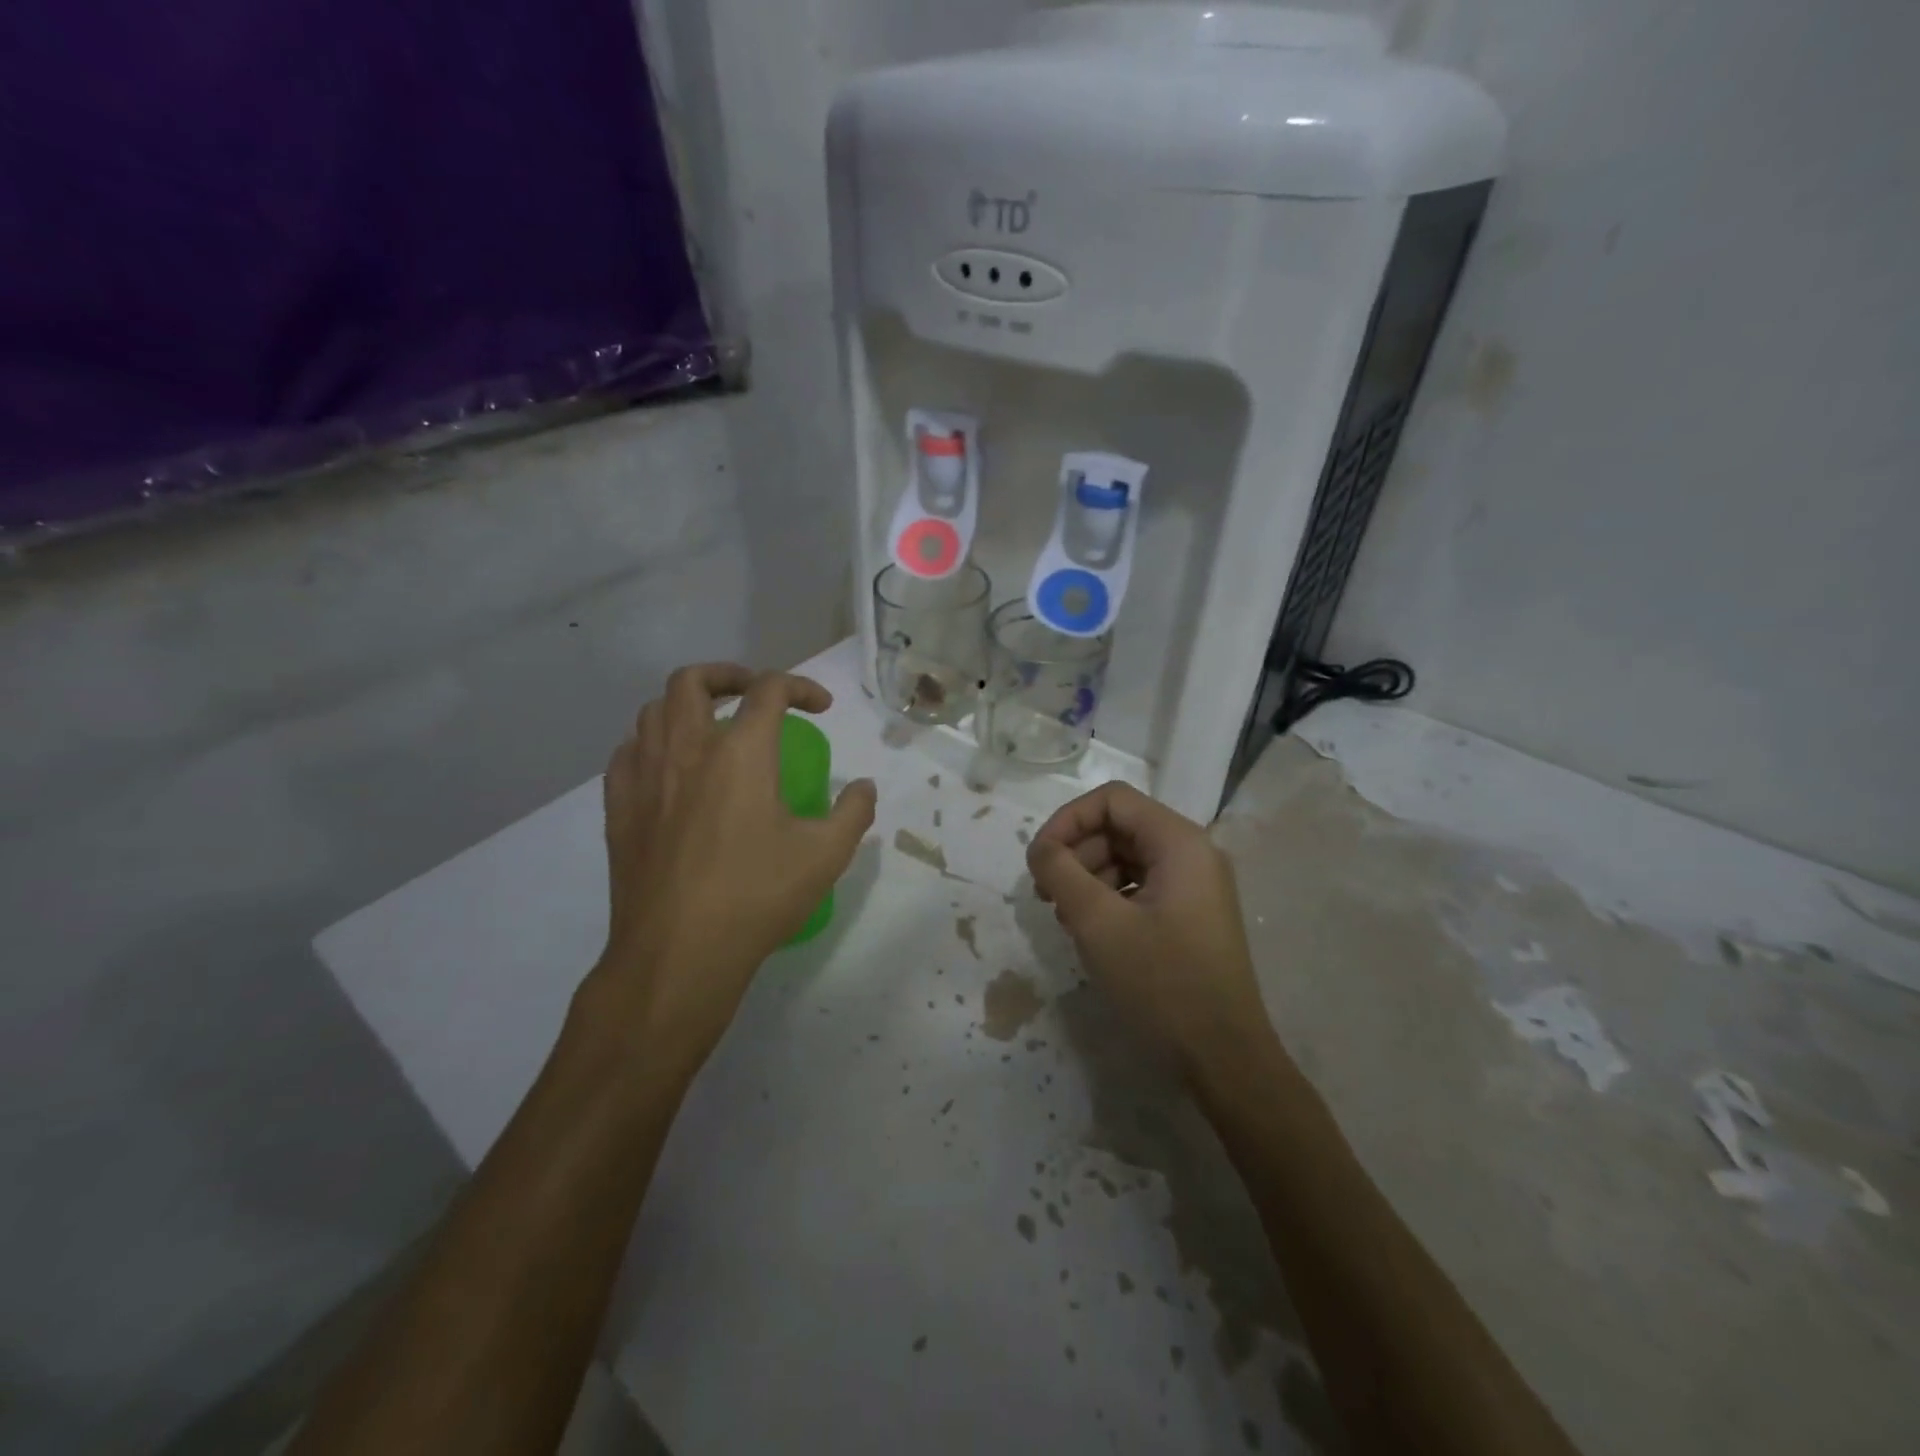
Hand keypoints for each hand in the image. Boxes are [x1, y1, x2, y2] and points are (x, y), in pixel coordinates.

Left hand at [588, 664, 876, 1083]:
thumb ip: (853, 812)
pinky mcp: (619, 808)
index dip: (801, 687)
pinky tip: (668, 768)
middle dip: (730, 674)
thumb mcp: (826, 855)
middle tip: (755, 695)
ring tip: (711, 726)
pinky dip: (652, 742)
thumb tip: (864, 787)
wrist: (678, 953)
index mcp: (740, 752)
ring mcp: (644, 777)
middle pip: (694, 680)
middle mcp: (686, 749)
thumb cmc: (757, 896)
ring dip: (687, 705)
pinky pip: (628, 752)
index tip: (821, 708)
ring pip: (653, 710)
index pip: (769, 689)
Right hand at [1027, 782, 1272, 1078]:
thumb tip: (1040, 848)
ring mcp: (1195, 886)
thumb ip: (1060, 872)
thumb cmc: (1162, 984)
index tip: (1039, 860)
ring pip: (1126, 858)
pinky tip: (1092, 933)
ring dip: (1088, 877)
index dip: (1067, 820)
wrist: (1224, 1059)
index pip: (1111, 800)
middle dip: (1076, 853)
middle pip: (1119, 827)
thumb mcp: (1098, 924)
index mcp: (1180, 843)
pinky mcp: (1190, 915)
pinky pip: (1140, 886)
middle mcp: (1193, 853)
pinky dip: (1108, 898)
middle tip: (1047, 896)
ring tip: (1067, 919)